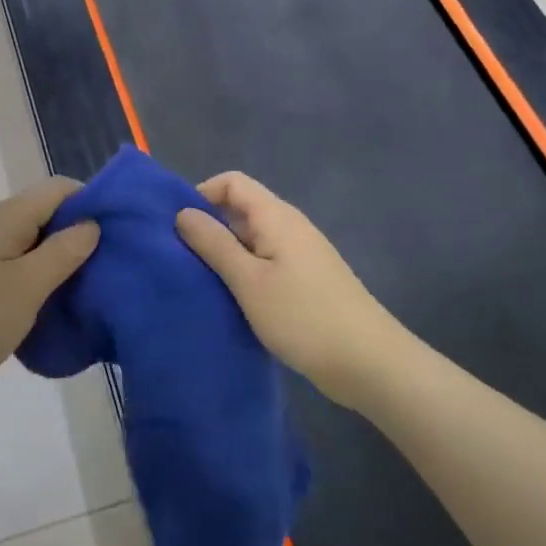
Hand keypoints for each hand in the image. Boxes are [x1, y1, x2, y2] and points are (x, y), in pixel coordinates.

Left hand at [0, 177, 99, 412]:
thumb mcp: (27, 286)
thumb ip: (64, 251)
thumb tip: (92, 223)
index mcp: (7, 218)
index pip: (60, 189)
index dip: (94, 202)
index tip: (124, 232)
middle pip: (49, 216)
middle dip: (83, 235)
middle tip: (117, 265)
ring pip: (36, 247)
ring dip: (65, 263)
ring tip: (97, 288)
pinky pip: (21, 273)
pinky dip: (44, 284)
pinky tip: (62, 309)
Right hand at [176, 172, 403, 410]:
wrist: (367, 362)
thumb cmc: (303, 316)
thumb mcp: (248, 280)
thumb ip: (214, 244)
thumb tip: (182, 212)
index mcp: (276, 216)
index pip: (232, 182)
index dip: (202, 195)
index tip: (178, 228)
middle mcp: (289, 226)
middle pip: (241, 209)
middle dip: (209, 227)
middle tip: (180, 259)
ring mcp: (300, 254)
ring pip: (252, 239)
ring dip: (225, 253)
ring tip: (200, 281)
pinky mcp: (305, 280)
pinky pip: (265, 262)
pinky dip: (244, 272)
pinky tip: (230, 299)